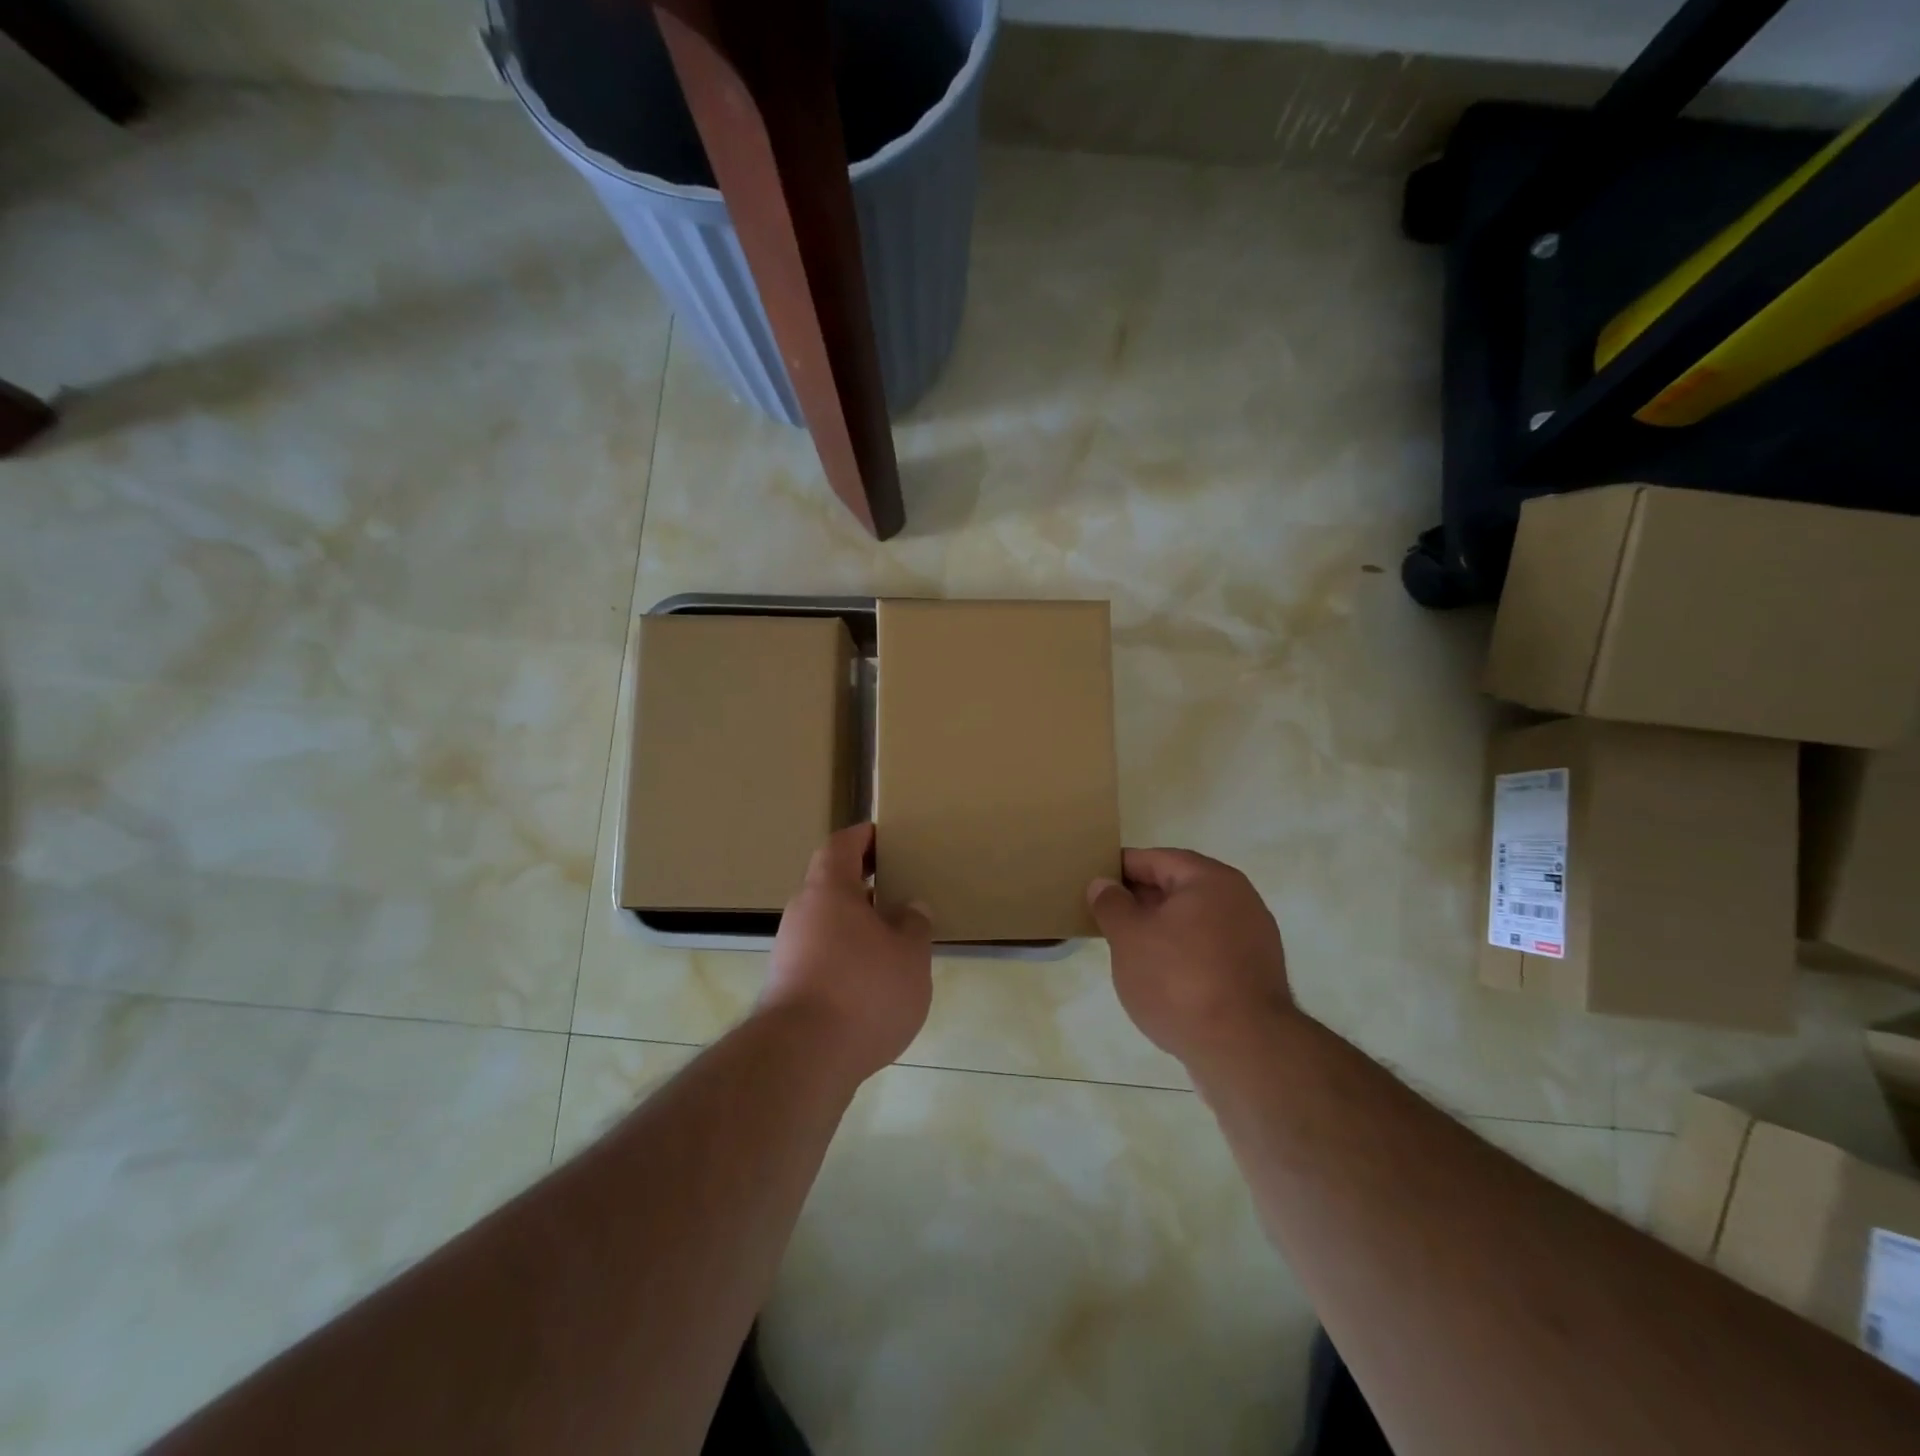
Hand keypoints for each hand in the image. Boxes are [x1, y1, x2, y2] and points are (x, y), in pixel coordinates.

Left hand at [764, 823, 933, 1082]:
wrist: (801, 1059)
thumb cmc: (863, 990)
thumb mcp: (909, 955)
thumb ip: (914, 926)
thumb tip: (911, 908)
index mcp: (829, 890)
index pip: (841, 846)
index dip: (862, 837)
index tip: (884, 836)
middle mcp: (802, 913)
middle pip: (831, 885)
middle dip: (864, 886)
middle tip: (899, 890)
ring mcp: (789, 951)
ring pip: (827, 924)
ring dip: (856, 926)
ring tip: (893, 940)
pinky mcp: (787, 988)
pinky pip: (821, 957)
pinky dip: (846, 958)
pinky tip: (873, 981)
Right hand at [1088, 848, 1294, 1066]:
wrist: (1244, 1051)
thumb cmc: (1178, 980)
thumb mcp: (1129, 937)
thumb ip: (1112, 904)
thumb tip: (1104, 884)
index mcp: (1210, 879)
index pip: (1156, 859)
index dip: (1121, 867)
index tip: (1093, 881)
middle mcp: (1239, 900)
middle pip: (1179, 888)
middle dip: (1141, 899)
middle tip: (1104, 915)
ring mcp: (1253, 939)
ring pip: (1194, 921)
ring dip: (1161, 929)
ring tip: (1127, 947)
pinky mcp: (1255, 975)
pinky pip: (1209, 950)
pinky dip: (1183, 954)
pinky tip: (1160, 976)